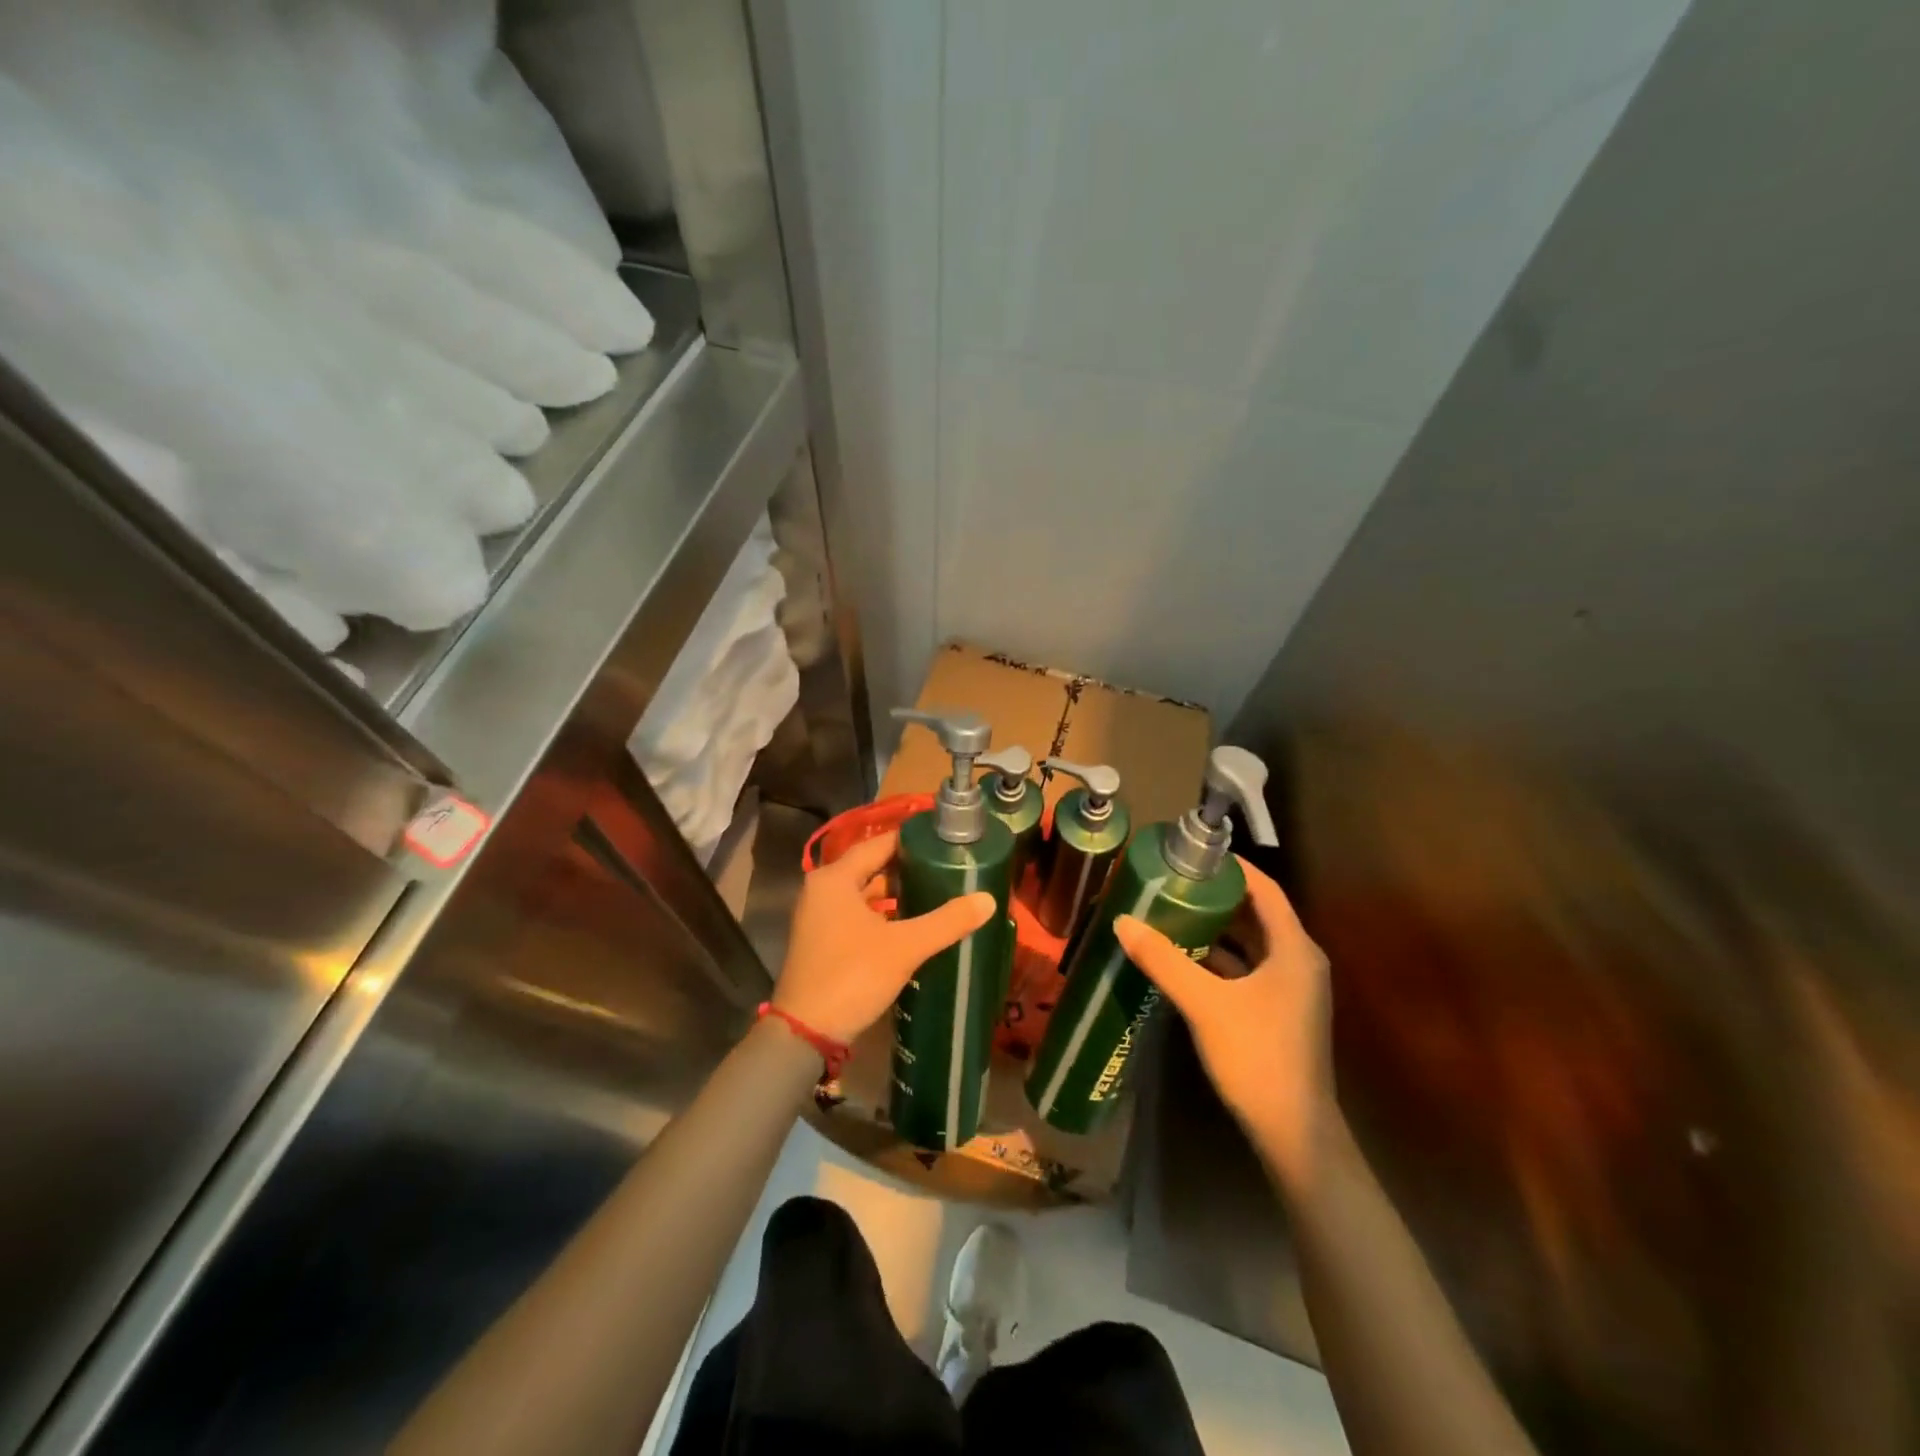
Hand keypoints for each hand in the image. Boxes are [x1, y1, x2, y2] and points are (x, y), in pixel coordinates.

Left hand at [774, 830, 995, 1044]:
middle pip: (872, 867)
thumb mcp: (905, 947)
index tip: (945, 841)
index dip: (912, 840)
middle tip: (948, 867)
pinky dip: (883, 915)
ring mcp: (820, 916)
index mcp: (835, 878)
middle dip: (909, 868)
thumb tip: (989, 899)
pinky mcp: (823, 940)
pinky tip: (913, 924)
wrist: (805, 1033)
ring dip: (897, 894)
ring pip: (865, 893)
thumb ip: (946, 921)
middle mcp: (823, 889)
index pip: (879, 844)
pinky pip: (858, 914)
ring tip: (938, 892)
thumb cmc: (852, 976)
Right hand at [1115, 858, 1335, 1187]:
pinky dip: (1221, 959)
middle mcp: (1299, 961)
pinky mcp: (1280, 1012)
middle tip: (1175, 881)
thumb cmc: (1256, 1056)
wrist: (1294, 1133)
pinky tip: (1185, 959)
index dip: (1233, 868)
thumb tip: (1122, 922)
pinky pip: (1249, 970)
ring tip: (1173, 912)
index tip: (1195, 855)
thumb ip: (1163, 960)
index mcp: (1294, 949)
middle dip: (1218, 897)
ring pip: (1252, 944)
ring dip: (1217, 929)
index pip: (1265, 890)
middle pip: (1257, 914)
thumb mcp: (1204, 1003)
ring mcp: (1292, 989)